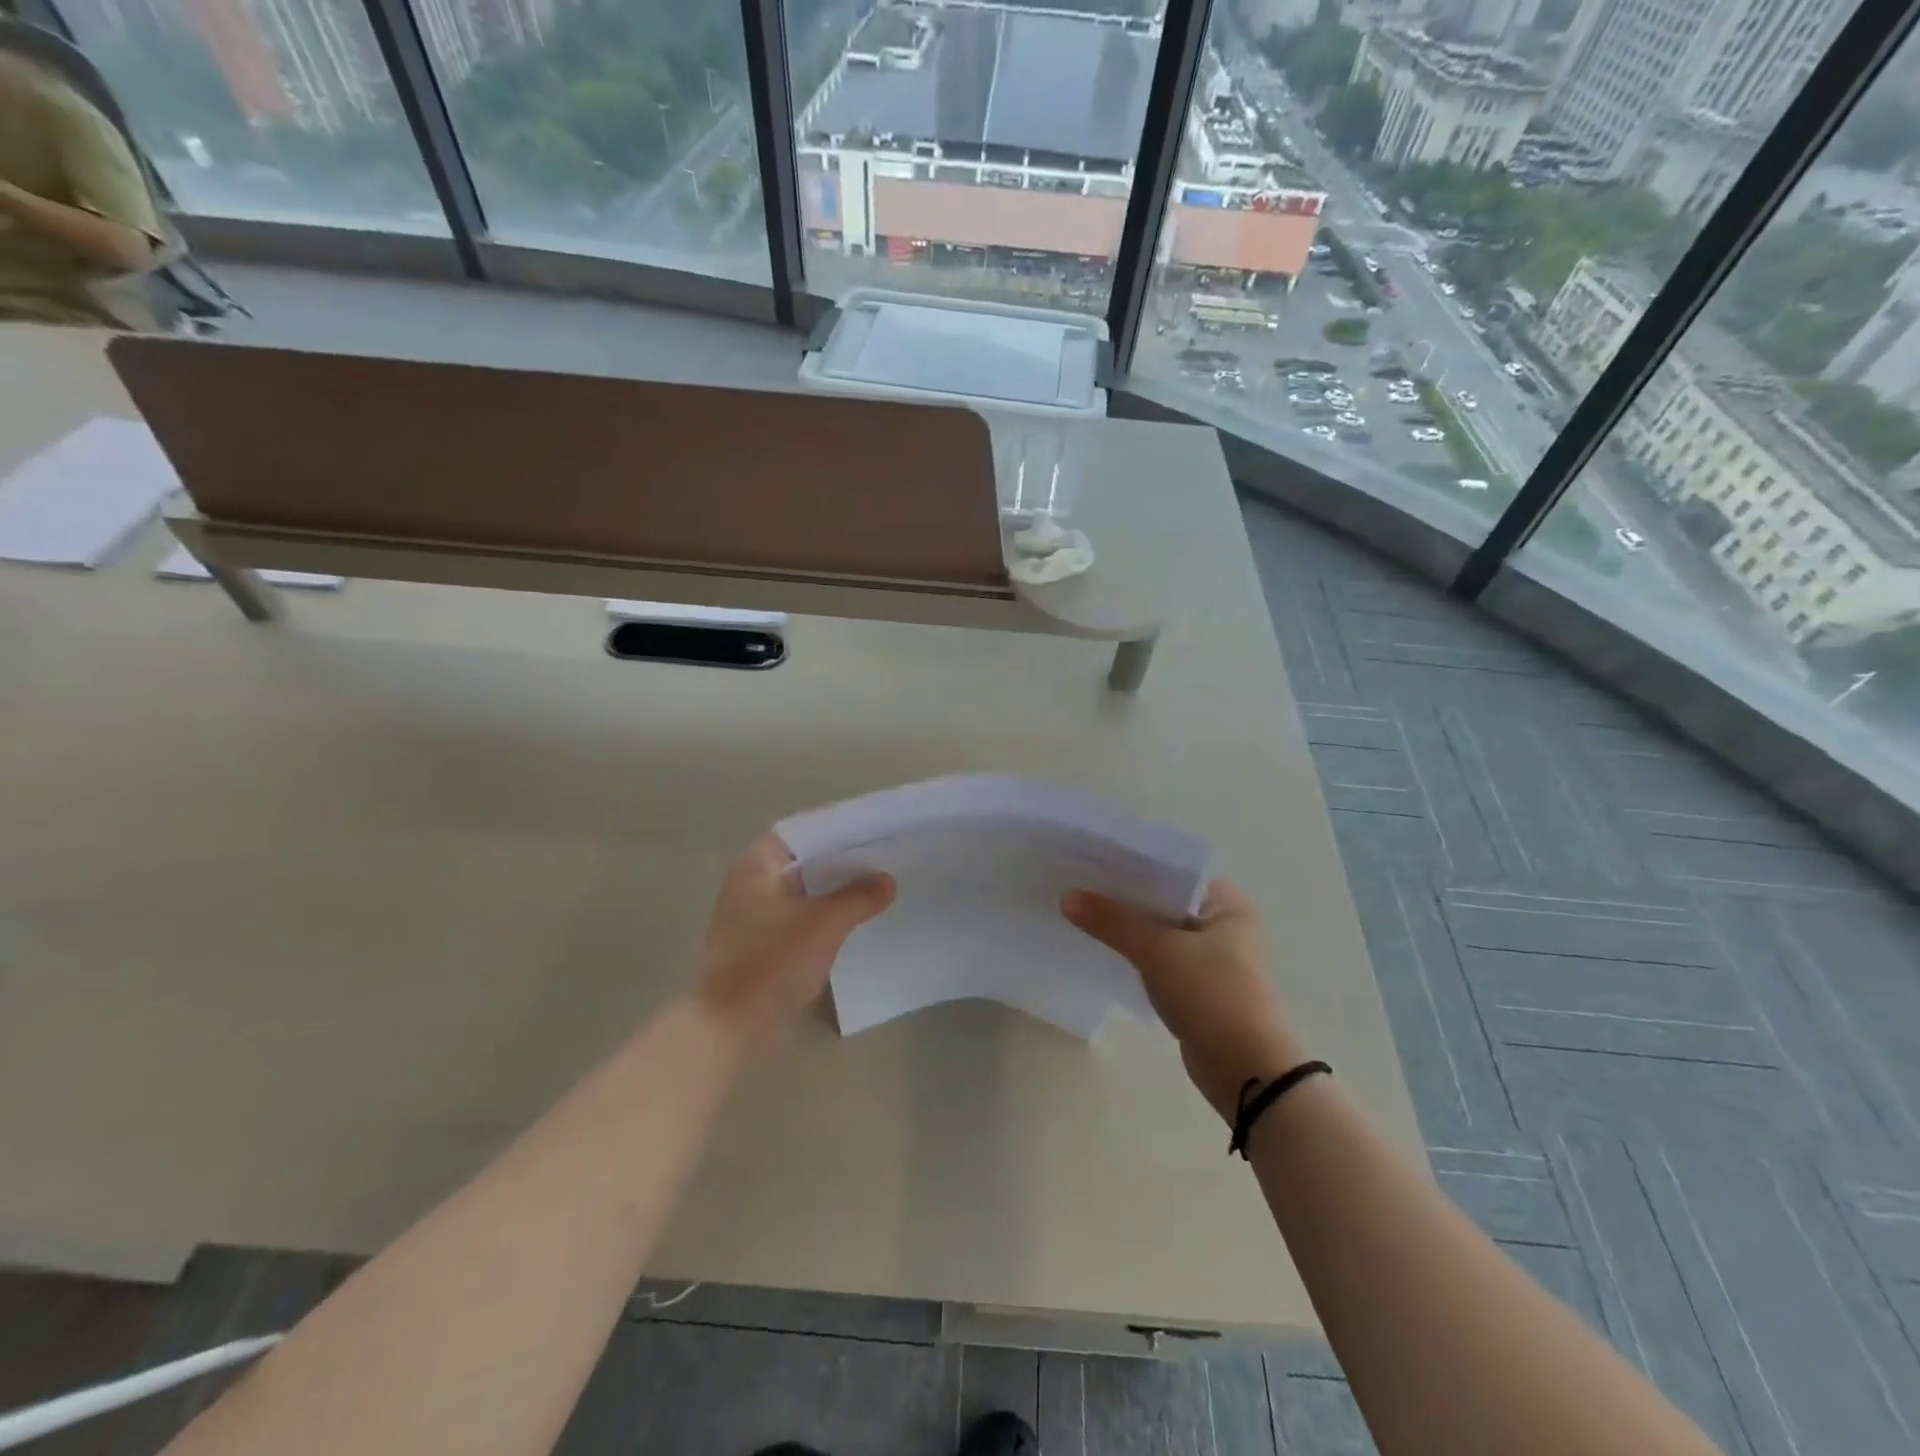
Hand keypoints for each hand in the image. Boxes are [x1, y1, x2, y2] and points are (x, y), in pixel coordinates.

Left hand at [697, 832, 894, 1051]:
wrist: (731, 1027)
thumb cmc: (771, 963)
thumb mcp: (824, 925)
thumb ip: (858, 898)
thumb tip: (888, 880)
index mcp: (757, 867)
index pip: (801, 831)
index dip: (835, 828)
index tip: (870, 829)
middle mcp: (752, 884)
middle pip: (804, 861)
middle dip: (841, 861)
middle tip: (883, 856)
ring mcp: (755, 915)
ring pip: (804, 891)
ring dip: (835, 889)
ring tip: (877, 884)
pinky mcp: (763, 943)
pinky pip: (801, 916)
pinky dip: (825, 913)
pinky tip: (856, 918)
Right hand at [1063, 880, 1305, 1121]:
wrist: (1247, 1072)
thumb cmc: (1211, 994)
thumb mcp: (1157, 950)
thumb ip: (1112, 921)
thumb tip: (1067, 897)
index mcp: (1227, 903)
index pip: (1172, 869)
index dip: (1132, 863)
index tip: (1091, 857)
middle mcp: (1223, 924)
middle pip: (1163, 900)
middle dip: (1124, 896)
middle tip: (1077, 883)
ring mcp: (1212, 958)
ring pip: (1159, 931)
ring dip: (1127, 927)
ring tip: (1080, 911)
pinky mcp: (1198, 988)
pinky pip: (1159, 959)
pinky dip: (1135, 954)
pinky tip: (1102, 948)